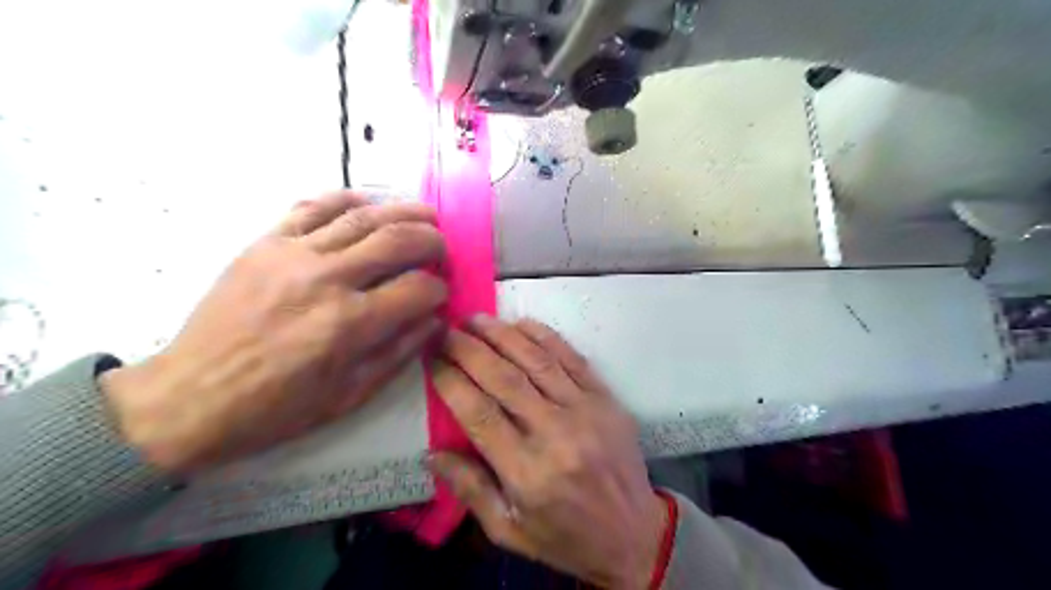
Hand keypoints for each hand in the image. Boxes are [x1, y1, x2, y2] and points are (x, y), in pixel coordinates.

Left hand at [104, 192, 451, 471]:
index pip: (418, 289)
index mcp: (350, 324)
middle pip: (398, 240)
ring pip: (363, 217)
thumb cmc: (276, 407)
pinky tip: (368, 204)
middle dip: (433, 241)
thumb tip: (434, 319)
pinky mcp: (266, 243)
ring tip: (425, 215)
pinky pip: (313, 207)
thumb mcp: (350, 395)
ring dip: (403, 211)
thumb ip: (400, 352)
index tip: (440, 295)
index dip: (439, 290)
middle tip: (442, 248)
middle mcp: (327, 279)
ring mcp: (293, 254)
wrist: (191, 397)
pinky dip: (347, 200)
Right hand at [426, 316, 662, 586]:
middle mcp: (556, 434)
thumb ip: (469, 489)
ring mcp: (585, 410)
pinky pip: (572, 358)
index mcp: (527, 472)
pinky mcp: (606, 398)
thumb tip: (432, 451)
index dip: (451, 381)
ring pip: (537, 361)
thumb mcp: (508, 531)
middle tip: (446, 329)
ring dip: (503, 335)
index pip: (479, 413)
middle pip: (504, 379)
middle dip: (469, 349)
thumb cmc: (565, 537)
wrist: (634, 533)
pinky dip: (544, 336)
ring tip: (475, 320)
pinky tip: (521, 323)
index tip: (431, 358)